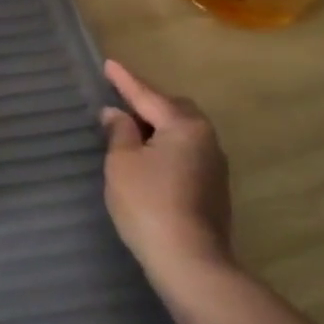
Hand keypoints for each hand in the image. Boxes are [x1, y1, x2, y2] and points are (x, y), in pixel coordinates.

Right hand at [98, 59, 233, 282]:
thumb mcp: (122, 162)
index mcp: (184, 126)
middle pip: (174, 109)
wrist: (189, 259)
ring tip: (131, 132)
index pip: (148, 96)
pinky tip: (148, 161)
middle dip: (148, 103)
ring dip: (158, 127)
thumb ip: (119, 132)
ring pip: (182, 132)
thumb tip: (117, 114)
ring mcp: (214, 165)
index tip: (109, 63)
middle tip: (120, 103)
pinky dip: (165, 147)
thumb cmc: (148, 203)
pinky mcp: (213, 188)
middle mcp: (206, 139)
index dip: (125, 81)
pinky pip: (186, 152)